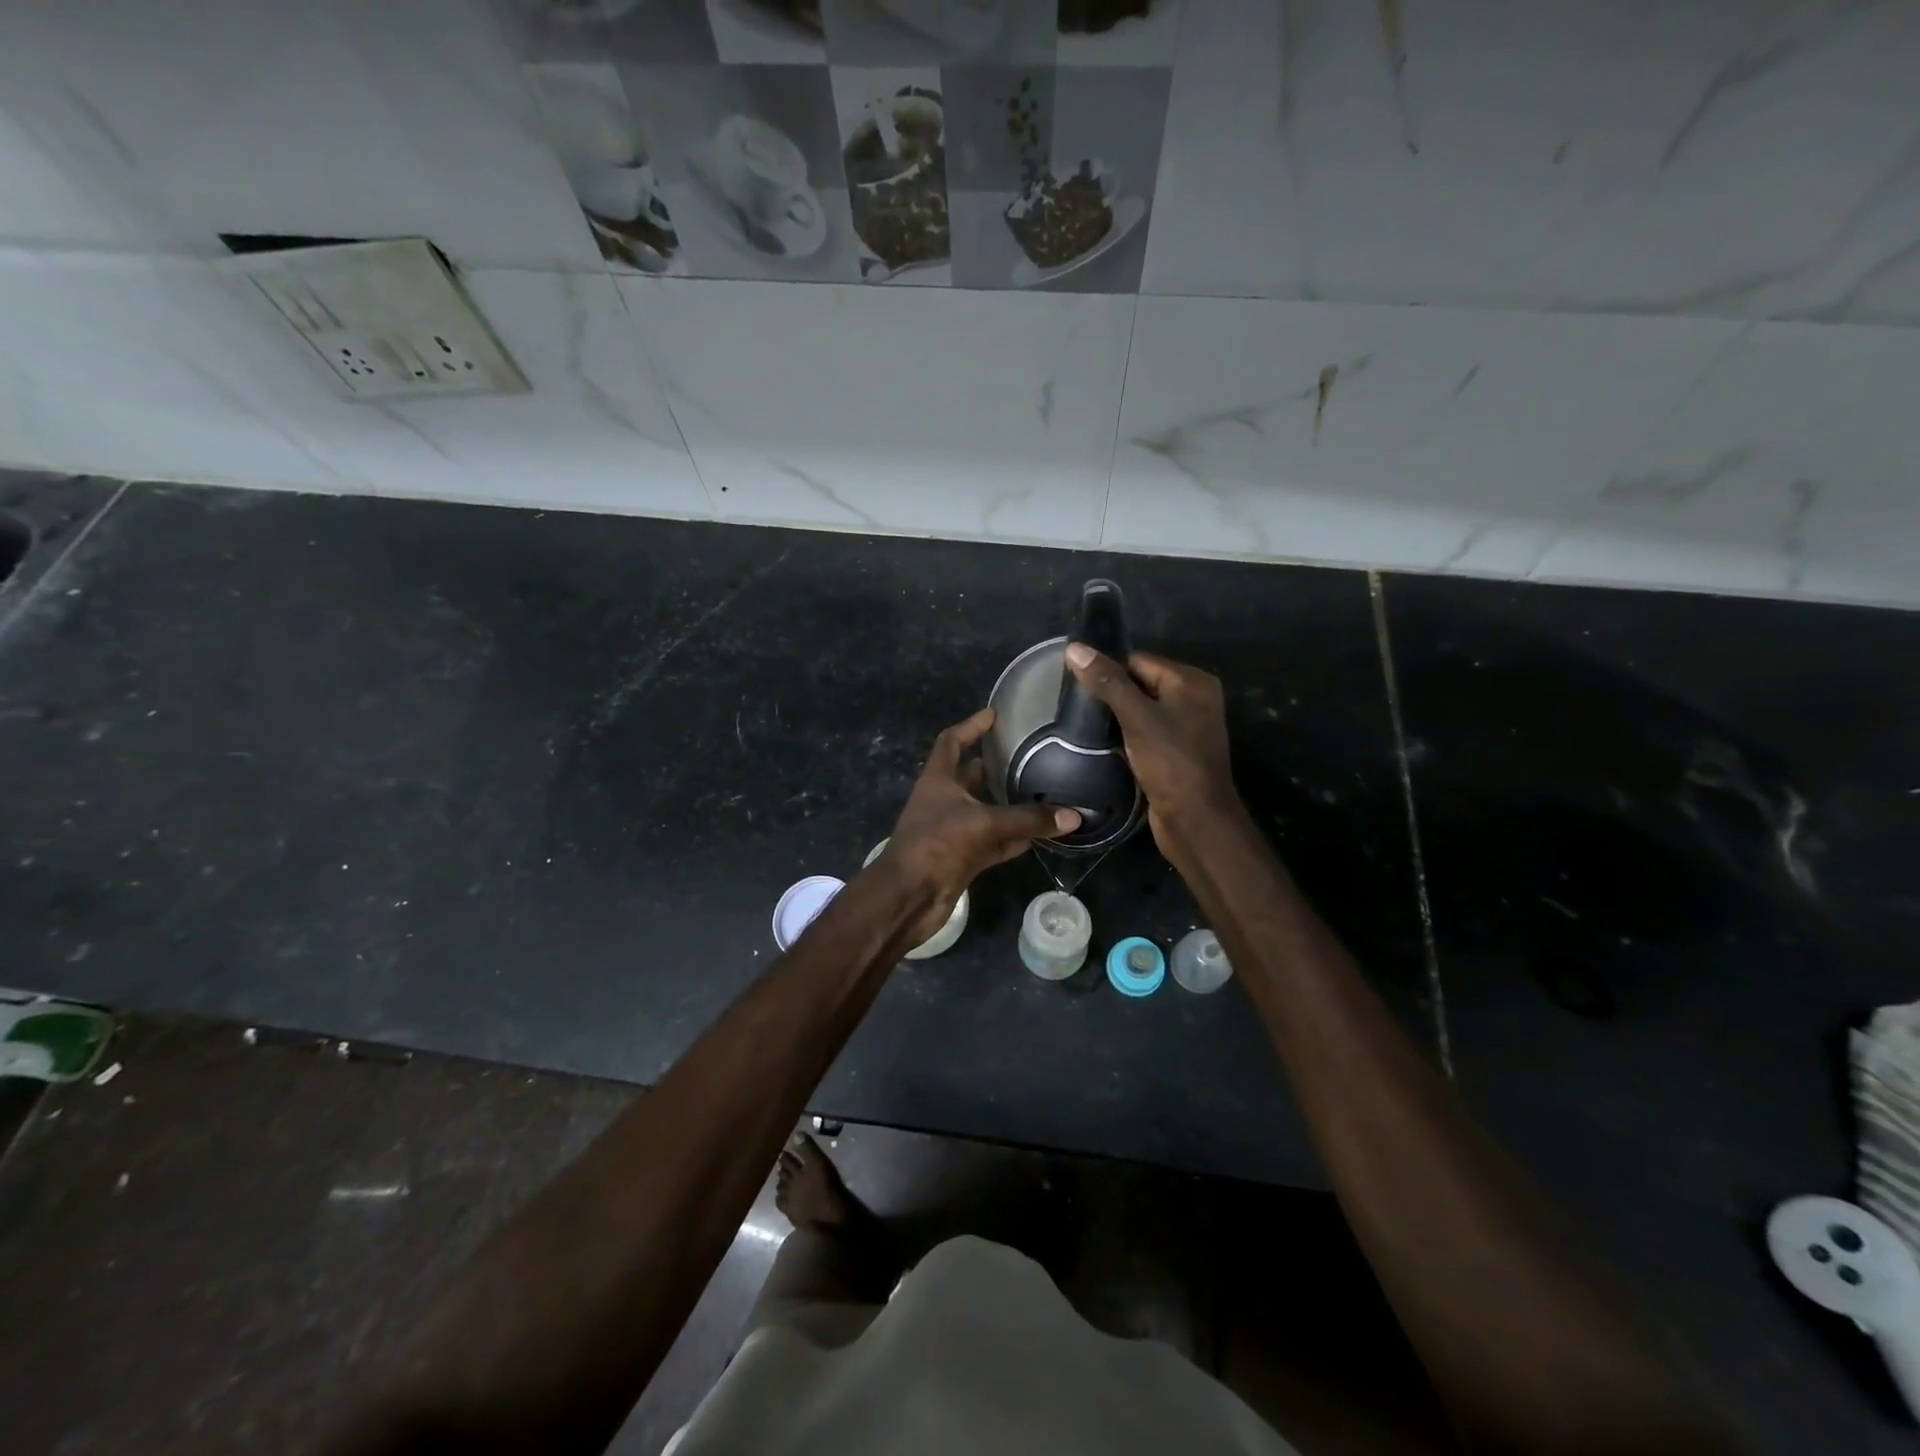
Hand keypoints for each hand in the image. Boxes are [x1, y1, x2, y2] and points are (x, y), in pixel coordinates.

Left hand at [880, 708, 1080, 942]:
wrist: (909, 896)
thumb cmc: (937, 844)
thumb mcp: (984, 823)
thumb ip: (1028, 818)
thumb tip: (1074, 816)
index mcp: (938, 780)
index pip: (952, 741)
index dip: (971, 726)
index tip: (995, 715)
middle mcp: (944, 800)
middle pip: (971, 776)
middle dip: (996, 766)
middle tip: (1031, 754)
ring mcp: (953, 830)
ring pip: (986, 811)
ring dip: (1010, 804)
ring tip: (1044, 790)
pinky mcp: (963, 857)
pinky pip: (995, 841)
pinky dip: (1015, 837)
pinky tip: (1042, 833)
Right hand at [1063, 645, 1240, 859]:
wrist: (1195, 820)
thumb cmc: (1171, 763)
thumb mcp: (1137, 717)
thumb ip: (1107, 682)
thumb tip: (1074, 647)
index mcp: (1191, 682)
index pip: (1139, 660)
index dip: (1107, 669)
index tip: (1073, 681)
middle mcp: (1193, 699)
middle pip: (1139, 683)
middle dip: (1109, 693)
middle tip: (1073, 704)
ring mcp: (1184, 727)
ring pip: (1139, 710)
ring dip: (1114, 716)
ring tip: (1081, 722)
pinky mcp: (1174, 752)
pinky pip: (1143, 732)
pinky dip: (1123, 735)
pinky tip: (1100, 742)